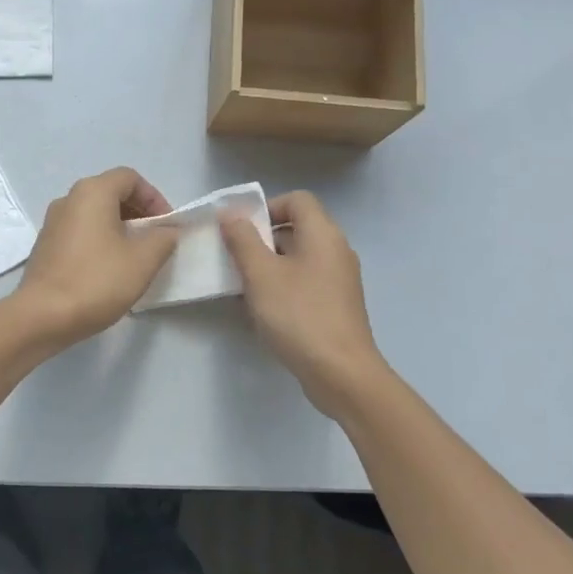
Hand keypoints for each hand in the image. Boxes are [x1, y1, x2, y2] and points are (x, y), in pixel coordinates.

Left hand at [16, 167, 177, 346]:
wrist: (42, 316)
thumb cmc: (97, 281)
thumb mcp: (143, 260)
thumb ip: (163, 238)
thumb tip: (168, 230)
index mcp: (92, 192)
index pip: (130, 178)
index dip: (155, 198)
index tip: (167, 226)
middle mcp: (69, 199)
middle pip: (111, 193)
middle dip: (138, 213)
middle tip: (155, 240)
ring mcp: (52, 222)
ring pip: (94, 213)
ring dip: (119, 227)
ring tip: (135, 257)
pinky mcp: (45, 245)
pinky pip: (80, 231)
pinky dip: (99, 240)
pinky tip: (109, 269)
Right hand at [220, 191, 387, 412]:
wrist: (341, 373)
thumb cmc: (299, 315)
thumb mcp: (261, 274)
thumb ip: (243, 240)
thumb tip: (231, 214)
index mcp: (323, 234)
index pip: (297, 199)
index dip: (267, 207)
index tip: (242, 231)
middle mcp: (336, 250)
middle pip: (298, 228)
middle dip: (263, 239)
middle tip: (236, 259)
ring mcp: (340, 279)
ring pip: (300, 257)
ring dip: (270, 265)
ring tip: (244, 287)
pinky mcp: (338, 305)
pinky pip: (307, 281)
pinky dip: (284, 286)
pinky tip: (265, 311)